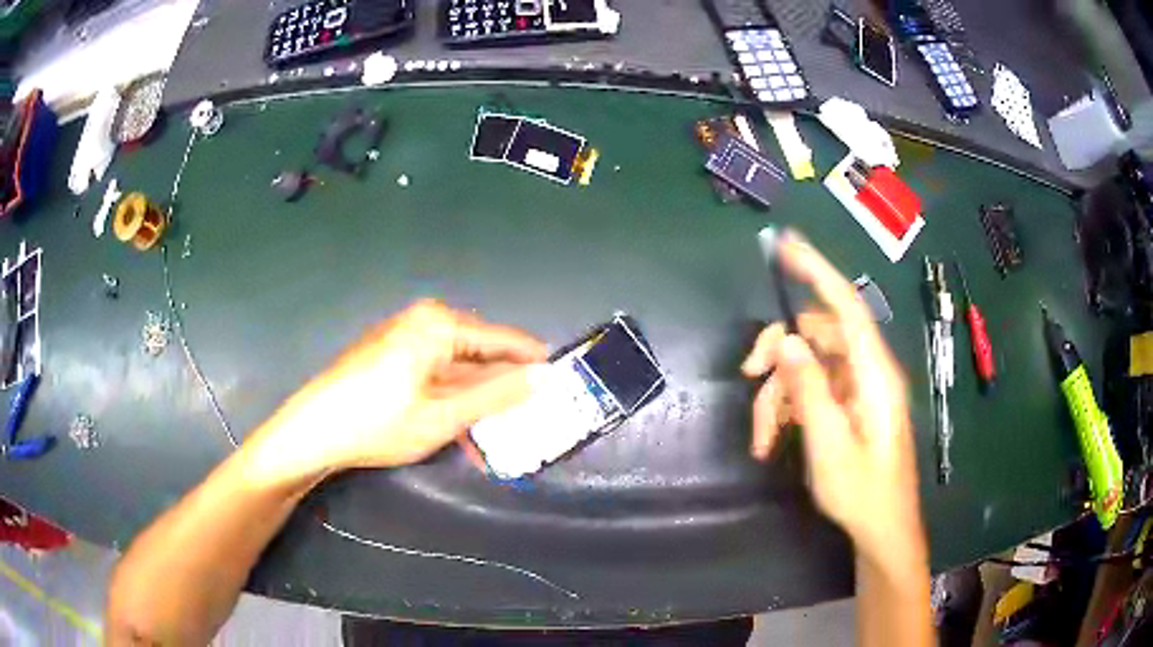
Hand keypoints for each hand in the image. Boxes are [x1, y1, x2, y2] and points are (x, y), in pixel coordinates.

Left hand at [246, 300, 546, 484]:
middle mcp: (423, 320)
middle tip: (529, 414)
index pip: (502, 339)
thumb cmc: (379, 422)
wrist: (313, 430)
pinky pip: (434, 370)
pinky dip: (450, 396)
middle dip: (501, 386)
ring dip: (475, 398)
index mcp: (440, 324)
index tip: (561, 379)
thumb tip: (543, 378)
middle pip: (478, 352)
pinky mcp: (390, 353)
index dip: (532, 361)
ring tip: (498, 428)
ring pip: (456, 365)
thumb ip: (496, 395)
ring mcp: (403, 335)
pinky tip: (460, 424)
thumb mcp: (444, 415)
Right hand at [741, 233, 923, 565]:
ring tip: (761, 439)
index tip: (786, 245)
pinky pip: (813, 390)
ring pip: (809, 366)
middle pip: (818, 336)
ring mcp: (858, 389)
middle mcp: (868, 371)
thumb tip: (785, 340)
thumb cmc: (863, 493)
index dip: (817, 271)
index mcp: (874, 374)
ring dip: (779, 395)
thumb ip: (809, 389)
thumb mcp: (829, 445)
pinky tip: (773, 441)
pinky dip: (789, 409)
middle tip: (747, 376)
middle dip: (779, 354)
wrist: (883, 530)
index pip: (846, 306)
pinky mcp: (849, 406)